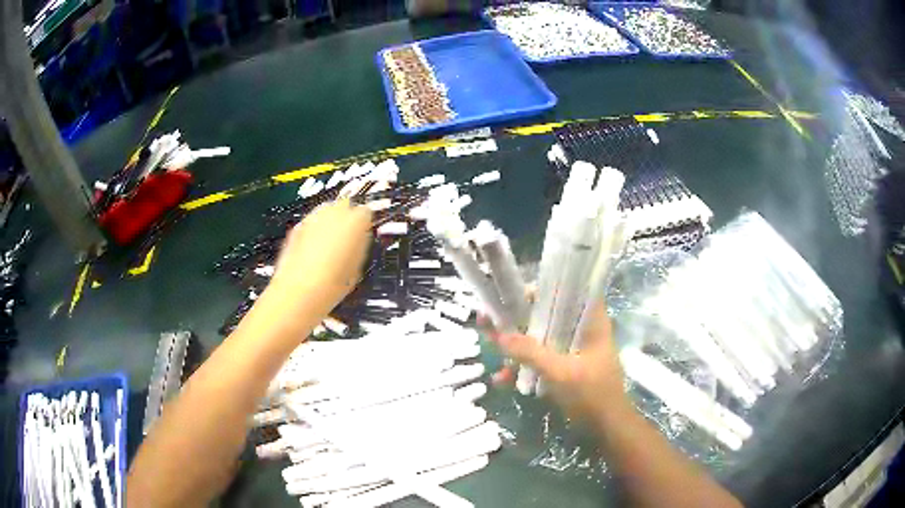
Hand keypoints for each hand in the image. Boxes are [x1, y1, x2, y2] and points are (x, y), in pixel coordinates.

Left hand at [268, 199, 372, 313]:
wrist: (300, 290)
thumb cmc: (333, 283)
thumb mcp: (357, 267)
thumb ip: (360, 246)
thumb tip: (359, 241)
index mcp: (356, 221)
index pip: (366, 212)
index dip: (365, 224)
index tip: (364, 235)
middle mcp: (334, 212)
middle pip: (344, 206)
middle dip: (346, 219)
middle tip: (347, 239)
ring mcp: (313, 217)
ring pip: (325, 212)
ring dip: (329, 223)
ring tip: (329, 246)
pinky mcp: (297, 226)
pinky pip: (311, 224)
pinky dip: (313, 232)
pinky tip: (313, 251)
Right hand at [489, 303, 628, 421]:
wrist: (607, 427)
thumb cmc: (592, 394)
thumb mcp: (560, 372)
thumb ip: (530, 353)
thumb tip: (498, 335)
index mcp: (591, 322)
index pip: (571, 290)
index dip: (546, 287)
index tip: (517, 294)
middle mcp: (582, 330)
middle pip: (549, 314)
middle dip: (519, 318)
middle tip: (491, 319)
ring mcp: (572, 350)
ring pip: (541, 338)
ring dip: (517, 344)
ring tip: (488, 344)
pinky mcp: (564, 368)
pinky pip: (541, 359)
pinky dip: (524, 366)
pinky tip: (502, 379)